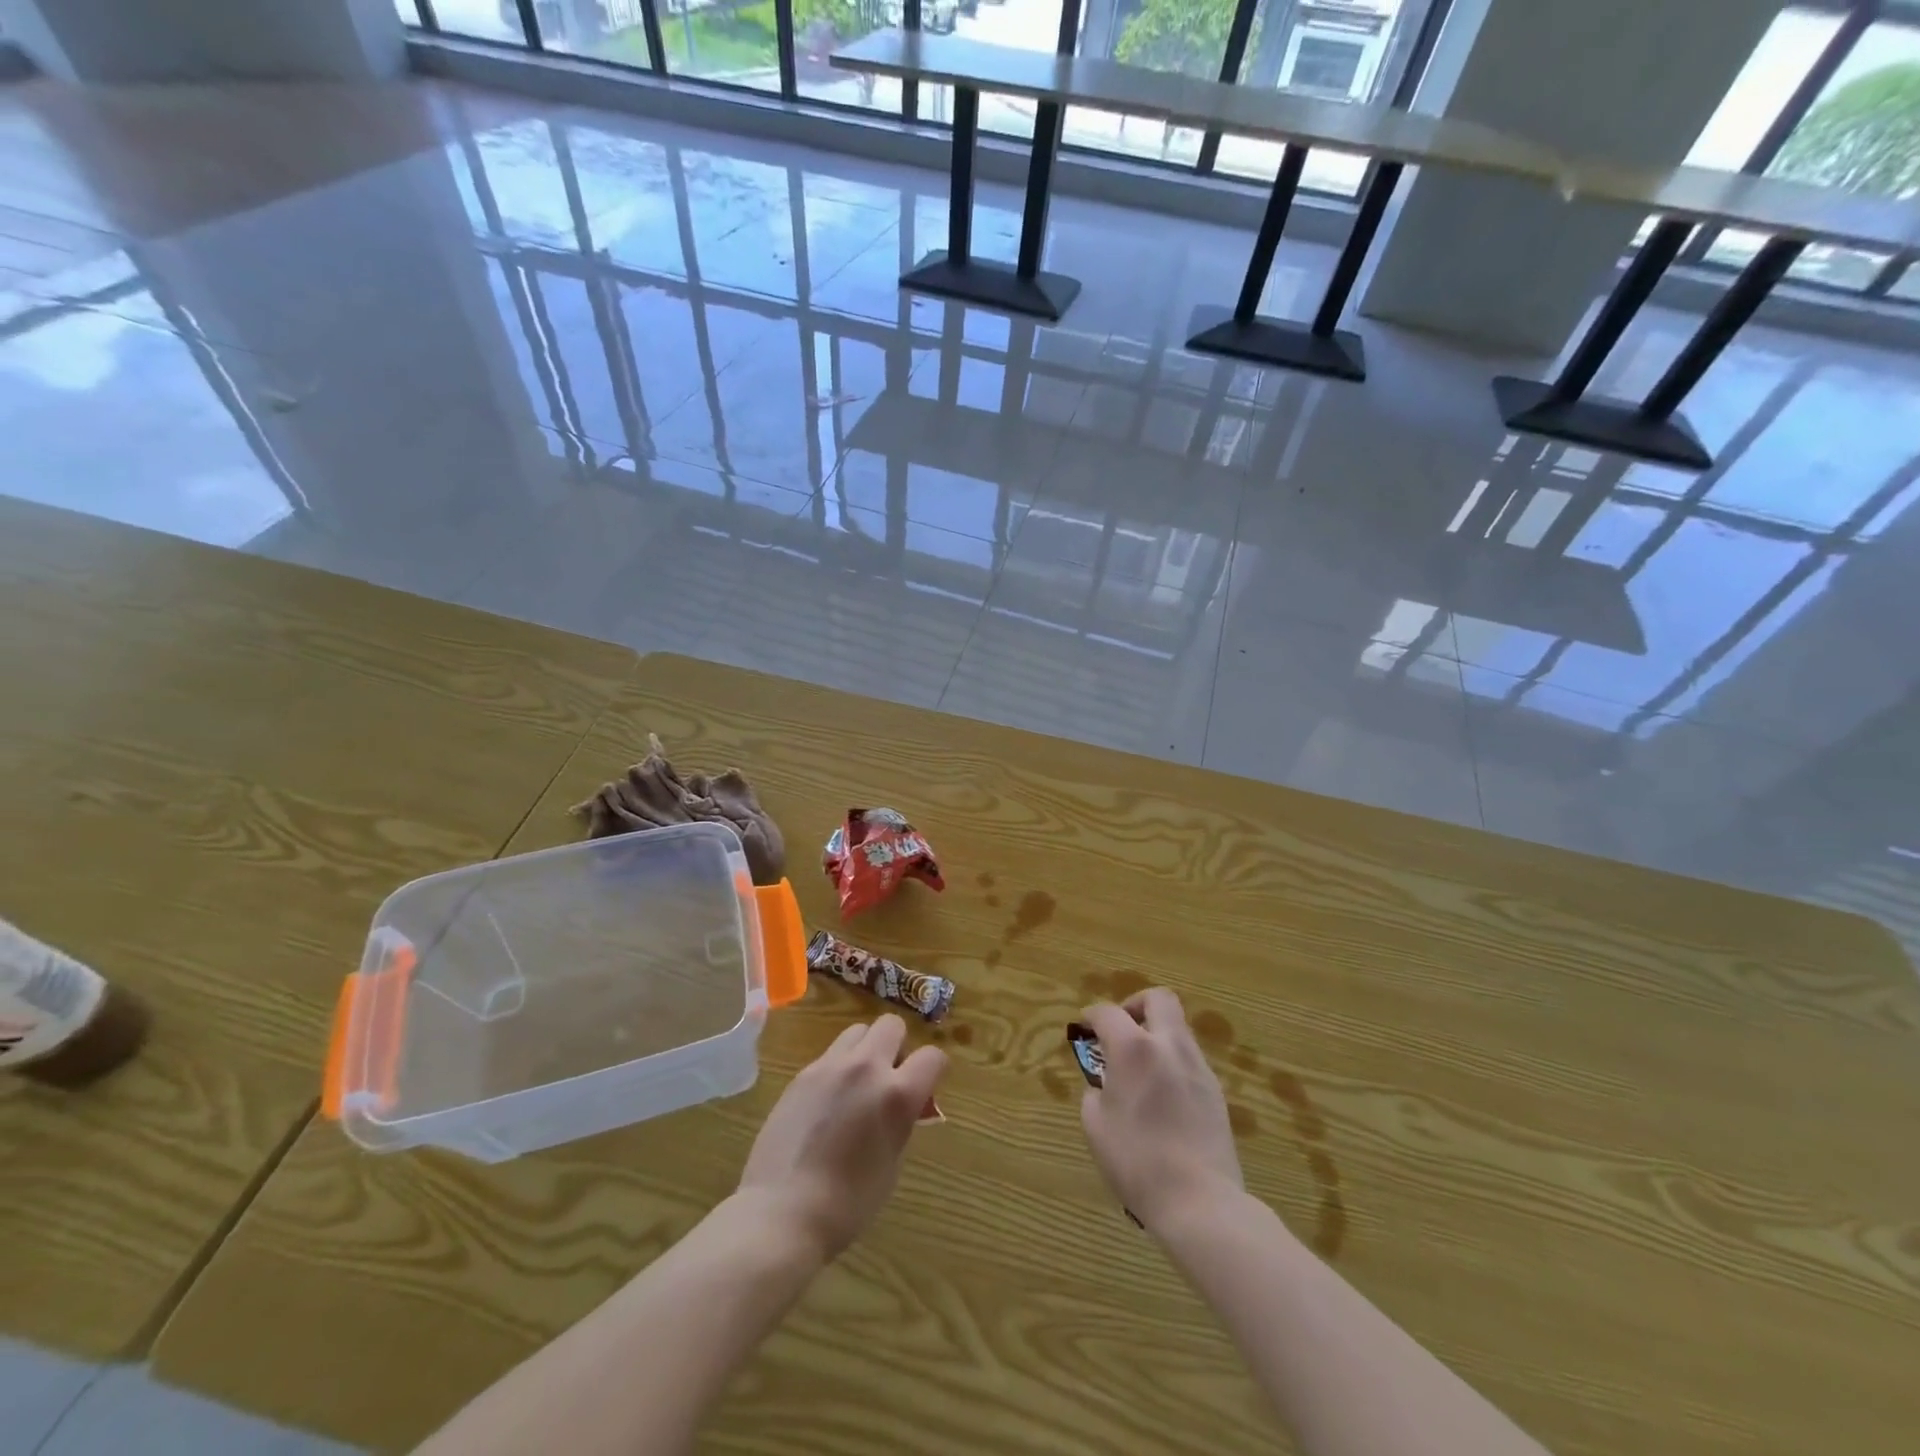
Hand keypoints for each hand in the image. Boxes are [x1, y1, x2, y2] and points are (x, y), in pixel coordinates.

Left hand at [737, 1014, 947, 1261]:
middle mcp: (866, 1068)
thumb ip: (902, 1122)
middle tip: (890, 1078)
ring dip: (866, 1049)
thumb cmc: (848, 1203)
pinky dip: (838, 1067)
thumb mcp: (891, 1164)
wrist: (783, 1212)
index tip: (926, 1087)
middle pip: (892, 1025)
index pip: (932, 1057)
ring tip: (857, 1084)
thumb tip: (905, 1107)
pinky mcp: (802, 1074)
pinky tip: (827, 1102)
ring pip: (858, 1031)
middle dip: (898, 1046)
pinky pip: (830, 1055)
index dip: (934, 1070)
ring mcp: (830, 1066)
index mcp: (897, 1094)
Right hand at [1079, 989, 1243, 1232]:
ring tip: (1140, 1068)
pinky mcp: (1215, 1090)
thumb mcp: (1095, 1125)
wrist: (1200, 1201)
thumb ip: (1095, 1092)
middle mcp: (1169, 1046)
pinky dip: (1171, 1062)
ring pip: (1177, 1028)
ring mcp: (1198, 1066)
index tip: (1084, 1028)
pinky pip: (1189, 1058)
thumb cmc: (1137, 1161)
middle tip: (1121, 1029)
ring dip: (1156, 1035)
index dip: (1091, 1016)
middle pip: (1158, 998)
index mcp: (1134, 1049)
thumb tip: (1105, 1084)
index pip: (1108, 1013)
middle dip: (1135, 1004)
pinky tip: (1161, 1095)